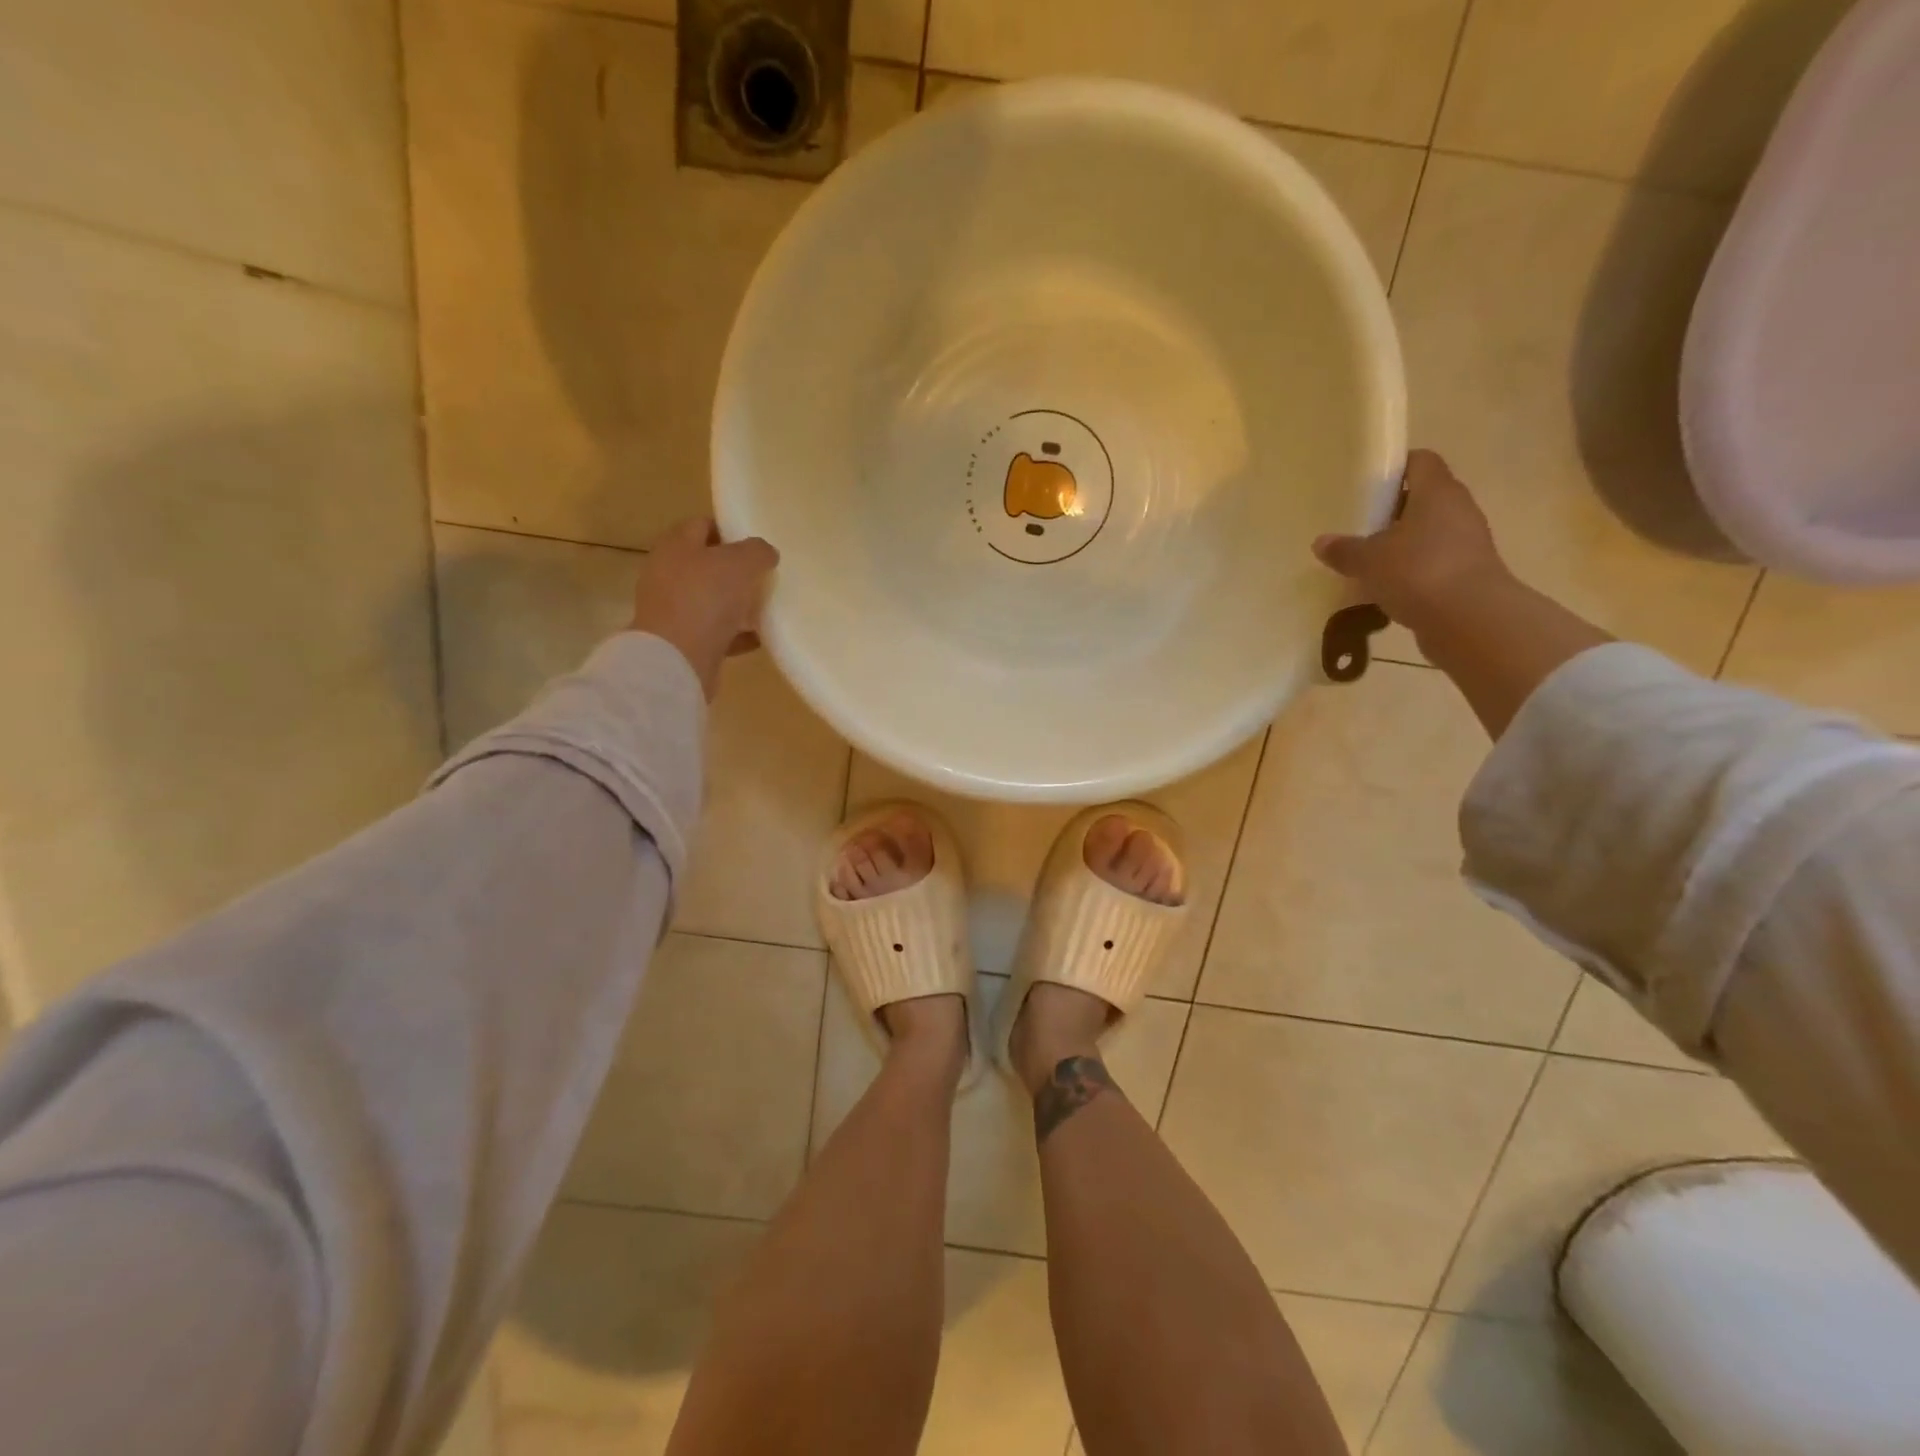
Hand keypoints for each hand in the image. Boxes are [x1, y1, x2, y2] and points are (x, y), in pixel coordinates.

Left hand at [630, 518, 779, 700]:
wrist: (677, 659)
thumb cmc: (705, 599)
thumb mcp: (740, 563)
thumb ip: (757, 551)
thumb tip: (766, 553)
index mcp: (676, 546)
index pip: (702, 525)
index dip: (730, 530)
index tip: (757, 544)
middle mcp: (668, 574)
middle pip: (706, 564)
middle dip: (735, 569)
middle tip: (765, 575)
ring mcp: (673, 609)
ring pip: (711, 599)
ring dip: (736, 603)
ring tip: (766, 607)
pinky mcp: (682, 641)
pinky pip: (714, 631)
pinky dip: (736, 633)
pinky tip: (759, 638)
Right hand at [1312, 449, 1509, 634]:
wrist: (1469, 619)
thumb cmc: (1417, 572)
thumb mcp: (1368, 560)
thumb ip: (1343, 549)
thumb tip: (1321, 542)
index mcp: (1437, 492)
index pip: (1420, 461)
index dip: (1395, 468)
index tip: (1367, 485)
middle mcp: (1458, 509)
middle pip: (1424, 498)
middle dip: (1393, 511)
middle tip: (1360, 525)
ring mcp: (1468, 542)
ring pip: (1429, 532)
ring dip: (1402, 543)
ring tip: (1369, 560)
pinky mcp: (1468, 573)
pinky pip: (1434, 561)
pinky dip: (1412, 570)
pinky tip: (1387, 587)